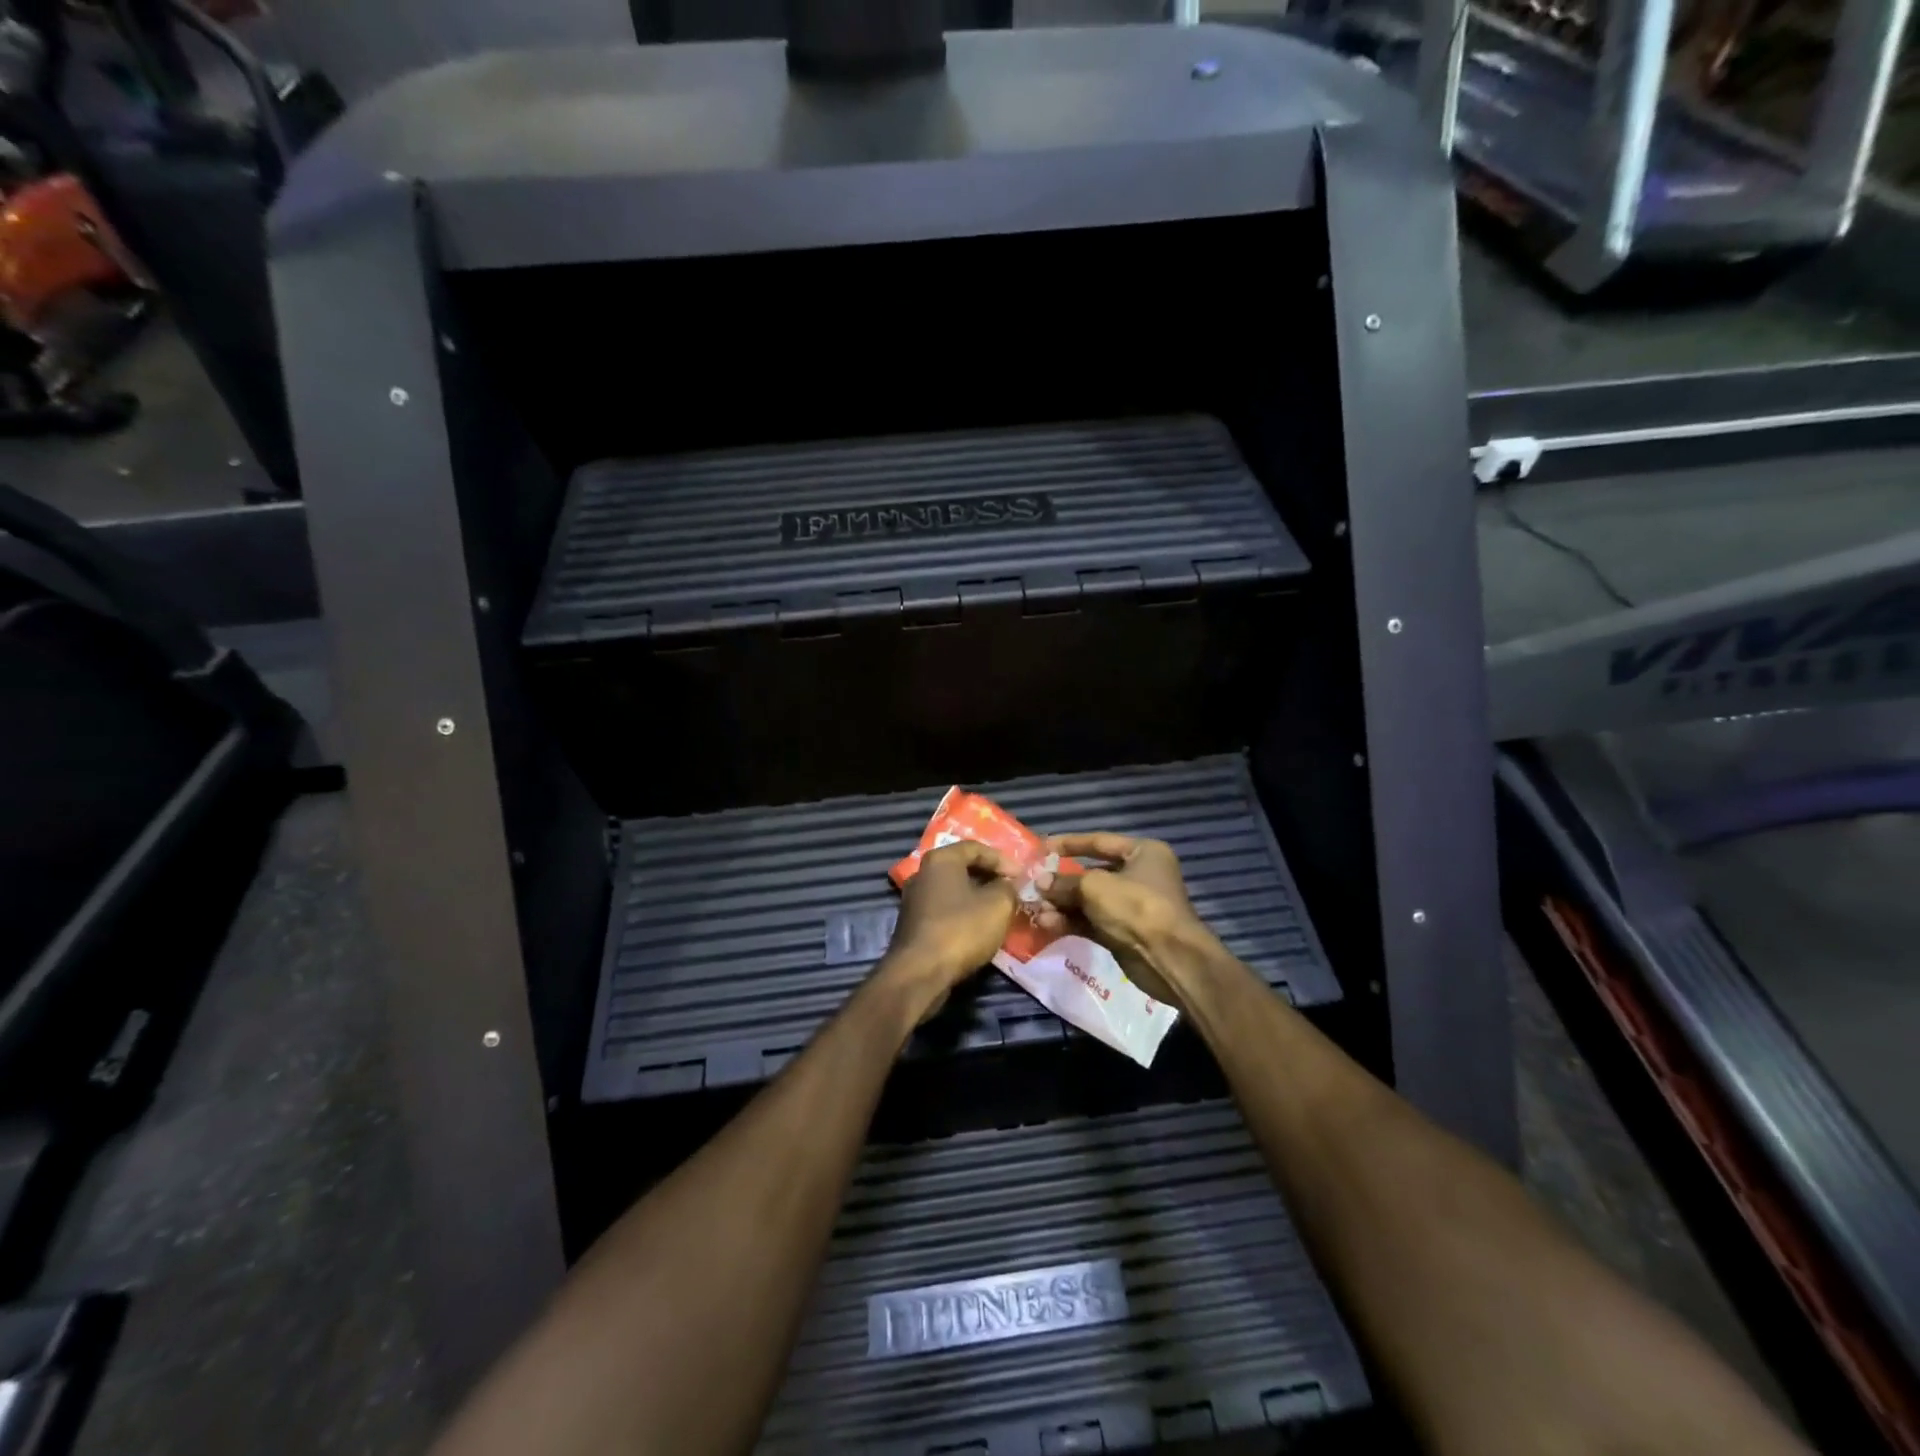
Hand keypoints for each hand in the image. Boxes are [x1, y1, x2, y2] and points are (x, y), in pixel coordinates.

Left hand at [880, 841, 1018, 1022]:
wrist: (920, 973)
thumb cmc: (961, 929)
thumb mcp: (999, 904)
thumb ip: (1008, 888)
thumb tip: (1006, 886)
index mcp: (940, 859)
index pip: (976, 848)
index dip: (1002, 860)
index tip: (1021, 876)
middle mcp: (922, 873)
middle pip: (962, 868)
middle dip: (990, 878)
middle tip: (1012, 890)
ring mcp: (914, 900)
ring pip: (953, 891)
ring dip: (977, 898)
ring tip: (1000, 910)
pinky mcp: (913, 925)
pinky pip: (944, 910)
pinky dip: (964, 914)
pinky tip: (979, 929)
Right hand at [1034, 834, 1203, 1005]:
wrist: (1169, 959)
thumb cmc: (1136, 906)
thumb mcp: (1095, 887)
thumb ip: (1064, 882)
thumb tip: (1040, 883)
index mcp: (1143, 852)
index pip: (1099, 841)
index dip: (1068, 844)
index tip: (1040, 848)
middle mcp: (1139, 875)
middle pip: (1092, 873)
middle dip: (1061, 881)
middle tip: (1033, 885)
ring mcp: (1131, 906)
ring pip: (1089, 900)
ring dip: (1062, 904)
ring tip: (1037, 909)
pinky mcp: (1123, 932)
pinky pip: (1091, 921)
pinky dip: (1071, 921)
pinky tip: (1047, 924)